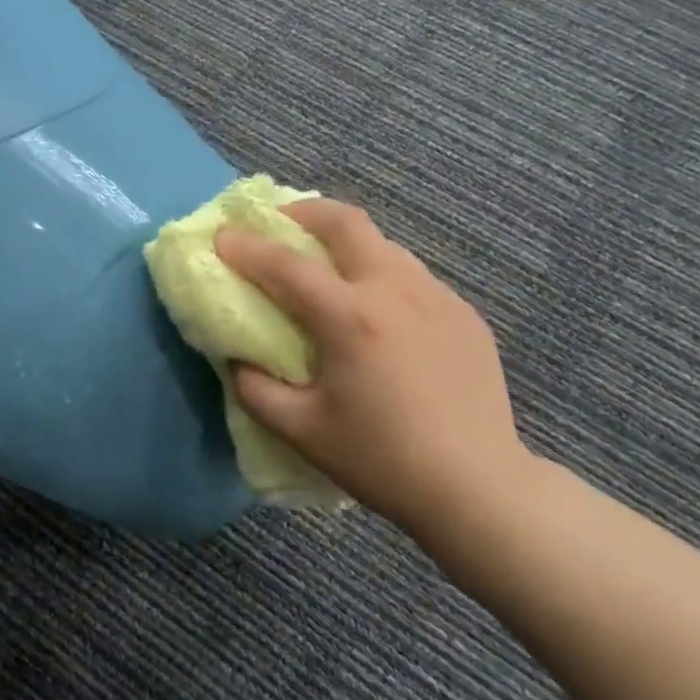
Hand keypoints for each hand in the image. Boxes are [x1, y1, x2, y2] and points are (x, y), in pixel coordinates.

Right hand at [215, 201, 532, 533]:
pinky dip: (381, 274)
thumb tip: (236, 359)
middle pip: (347, 223)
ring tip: (327, 266)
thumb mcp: (302, 431)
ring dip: (347, 242)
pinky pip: (413, 276)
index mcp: (350, 318)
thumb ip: (255, 389)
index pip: (286, 265)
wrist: (478, 486)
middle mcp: (395, 290)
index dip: (247, 247)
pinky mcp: (464, 314)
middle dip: (305, 213)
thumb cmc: (382, 460)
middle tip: (280, 224)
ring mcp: (437, 297)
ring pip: (384, 245)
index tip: (221, 236)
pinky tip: (378, 310)